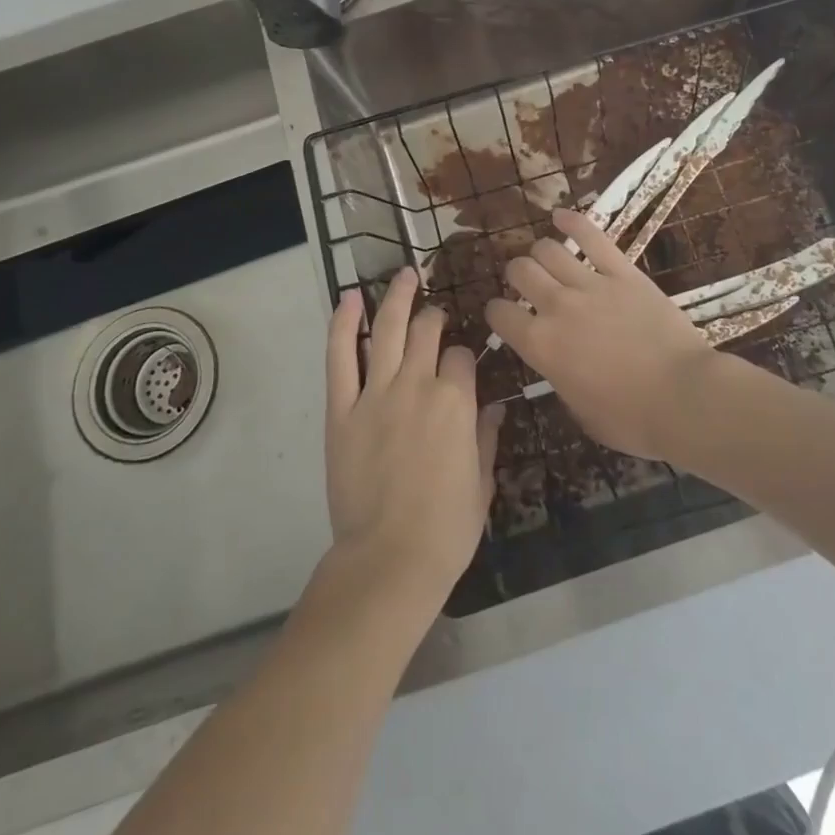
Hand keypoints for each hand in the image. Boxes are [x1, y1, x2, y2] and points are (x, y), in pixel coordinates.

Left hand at [324, 269, 501, 612]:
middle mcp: (418, 384)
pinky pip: (340, 357)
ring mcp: (376, 393)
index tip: (461, 364)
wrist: (390, 560)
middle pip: (427, 331)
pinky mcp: (342, 408)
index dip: (463, 355)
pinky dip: (343, 324)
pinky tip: (349, 298)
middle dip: (434, 316)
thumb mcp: (482, 483)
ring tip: (404, 275)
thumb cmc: (446, 529)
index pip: (461, 356)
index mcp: (456, 401)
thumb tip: (494, 407)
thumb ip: (486, 437)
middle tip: (434, 312)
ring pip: (388, 329)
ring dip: (397, 297)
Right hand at [486, 206, 725, 460]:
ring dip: (540, 252)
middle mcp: (557, 307)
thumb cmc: (632, 420)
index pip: (499, 314)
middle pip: (520, 271)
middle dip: (517, 275)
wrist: (684, 397)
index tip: (503, 315)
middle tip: (526, 284)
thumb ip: (560, 378)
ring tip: (546, 259)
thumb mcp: (580, 412)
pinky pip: (592, 237)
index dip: (496, 313)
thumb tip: (558, 364)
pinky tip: (560, 215)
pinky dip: (572, 221)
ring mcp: (591, 284)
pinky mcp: (623, 272)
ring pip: (548, 249)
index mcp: (541, 346)